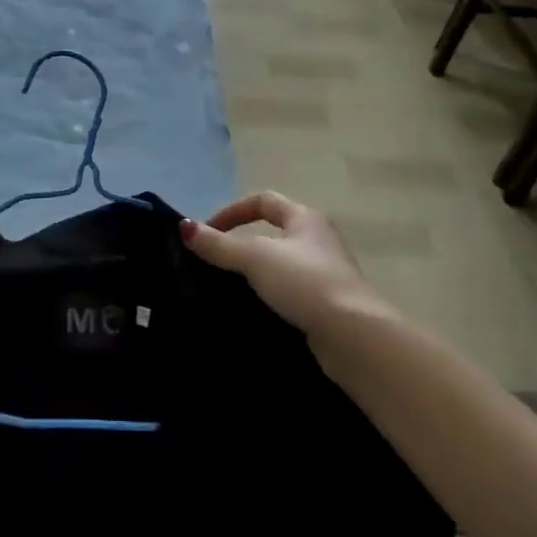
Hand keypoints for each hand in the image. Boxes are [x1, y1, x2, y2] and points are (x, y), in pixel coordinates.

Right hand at [179, 191, 391, 336]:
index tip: (207, 232)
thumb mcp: (254, 257)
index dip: (231, 211)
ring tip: (228, 285)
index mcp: (305, 218)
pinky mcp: (327, 304)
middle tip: (215, 259)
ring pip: (281, 263)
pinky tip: (254, 308)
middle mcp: (318, 240)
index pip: (262, 200)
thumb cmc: (304, 282)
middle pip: (273, 231)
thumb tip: (183, 226)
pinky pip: (290, 291)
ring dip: (255, 270)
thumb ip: (218, 244)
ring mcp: (326, 273)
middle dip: (242, 242)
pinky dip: (269, 294)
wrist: (353, 336)